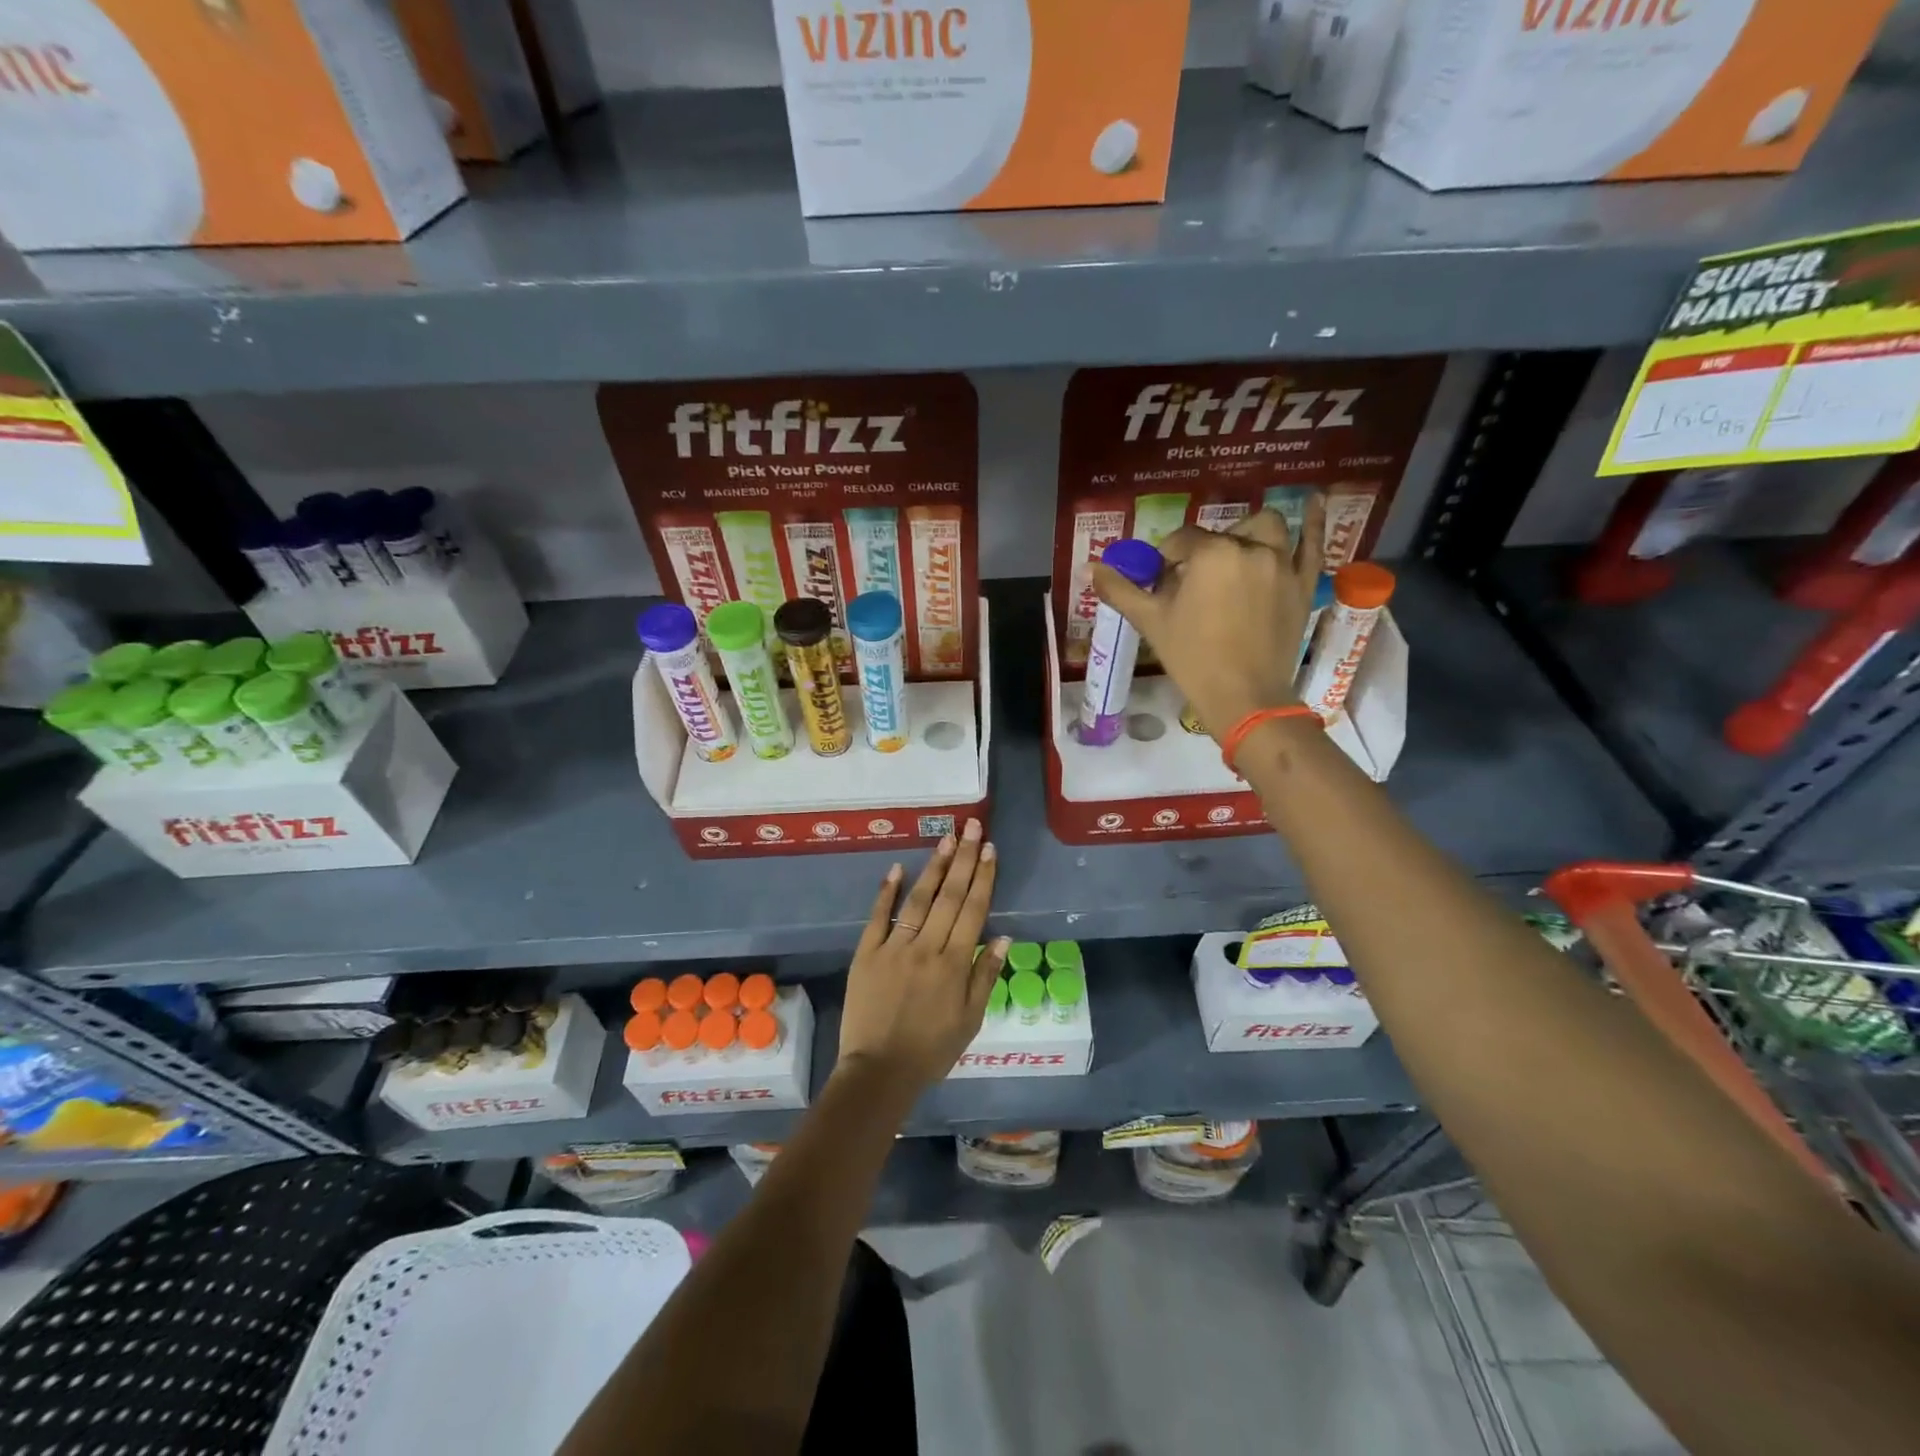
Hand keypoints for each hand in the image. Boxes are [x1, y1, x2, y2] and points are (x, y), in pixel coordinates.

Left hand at [836, 817, 1009, 1098]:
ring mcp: (894, 947)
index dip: (983, 877)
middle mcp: (926, 947)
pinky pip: (878, 917)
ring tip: (945, 838)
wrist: (879, 1072)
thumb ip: (985, 976)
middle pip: (948, 896)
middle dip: (962, 858)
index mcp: (953, 964)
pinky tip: (897, 868)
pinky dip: (887, 891)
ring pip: (918, 899)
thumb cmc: (931, 1050)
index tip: (989, 849)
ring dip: (933, 867)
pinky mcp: (867, 953)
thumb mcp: (970, 1020)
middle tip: (971, 826)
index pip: (972, 910)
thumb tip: (1003, 936)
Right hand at [1092, 496, 1324, 738]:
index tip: (1160, 584)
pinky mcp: (1303, 584)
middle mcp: (1250, 548)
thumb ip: (1121, 590)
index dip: (1166, 560)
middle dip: (1203, 550)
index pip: (1181, 541)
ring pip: (1266, 529)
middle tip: (1193, 580)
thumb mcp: (1150, 621)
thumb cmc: (1192, 657)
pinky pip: (1313, 545)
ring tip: (1236, 550)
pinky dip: (1315, 523)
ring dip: (1248, 533)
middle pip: (1220, 536)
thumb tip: (1090, 567)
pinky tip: (1317, 500)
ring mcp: (1282, 564)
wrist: (1243, 696)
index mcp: (1211, 553)